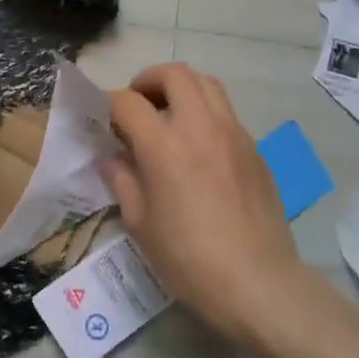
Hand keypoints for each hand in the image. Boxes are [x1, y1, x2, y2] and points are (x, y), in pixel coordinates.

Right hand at [102, 63, 308, 350]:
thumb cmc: (189, 260)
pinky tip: (197, 148)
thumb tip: (112, 158)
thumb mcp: (141, 225)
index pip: (129, 102)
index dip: (108, 102)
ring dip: (182, 89)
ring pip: (208, 85)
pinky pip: (227, 114)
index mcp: (165, 147)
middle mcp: (201, 128)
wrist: (258, 283)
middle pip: (176, 74)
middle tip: (137, 103)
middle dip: (149, 80)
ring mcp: (234, 135)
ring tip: (167, 116)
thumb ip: (122, 182)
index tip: (100, 114)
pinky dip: (205, 114)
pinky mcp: (255, 151)